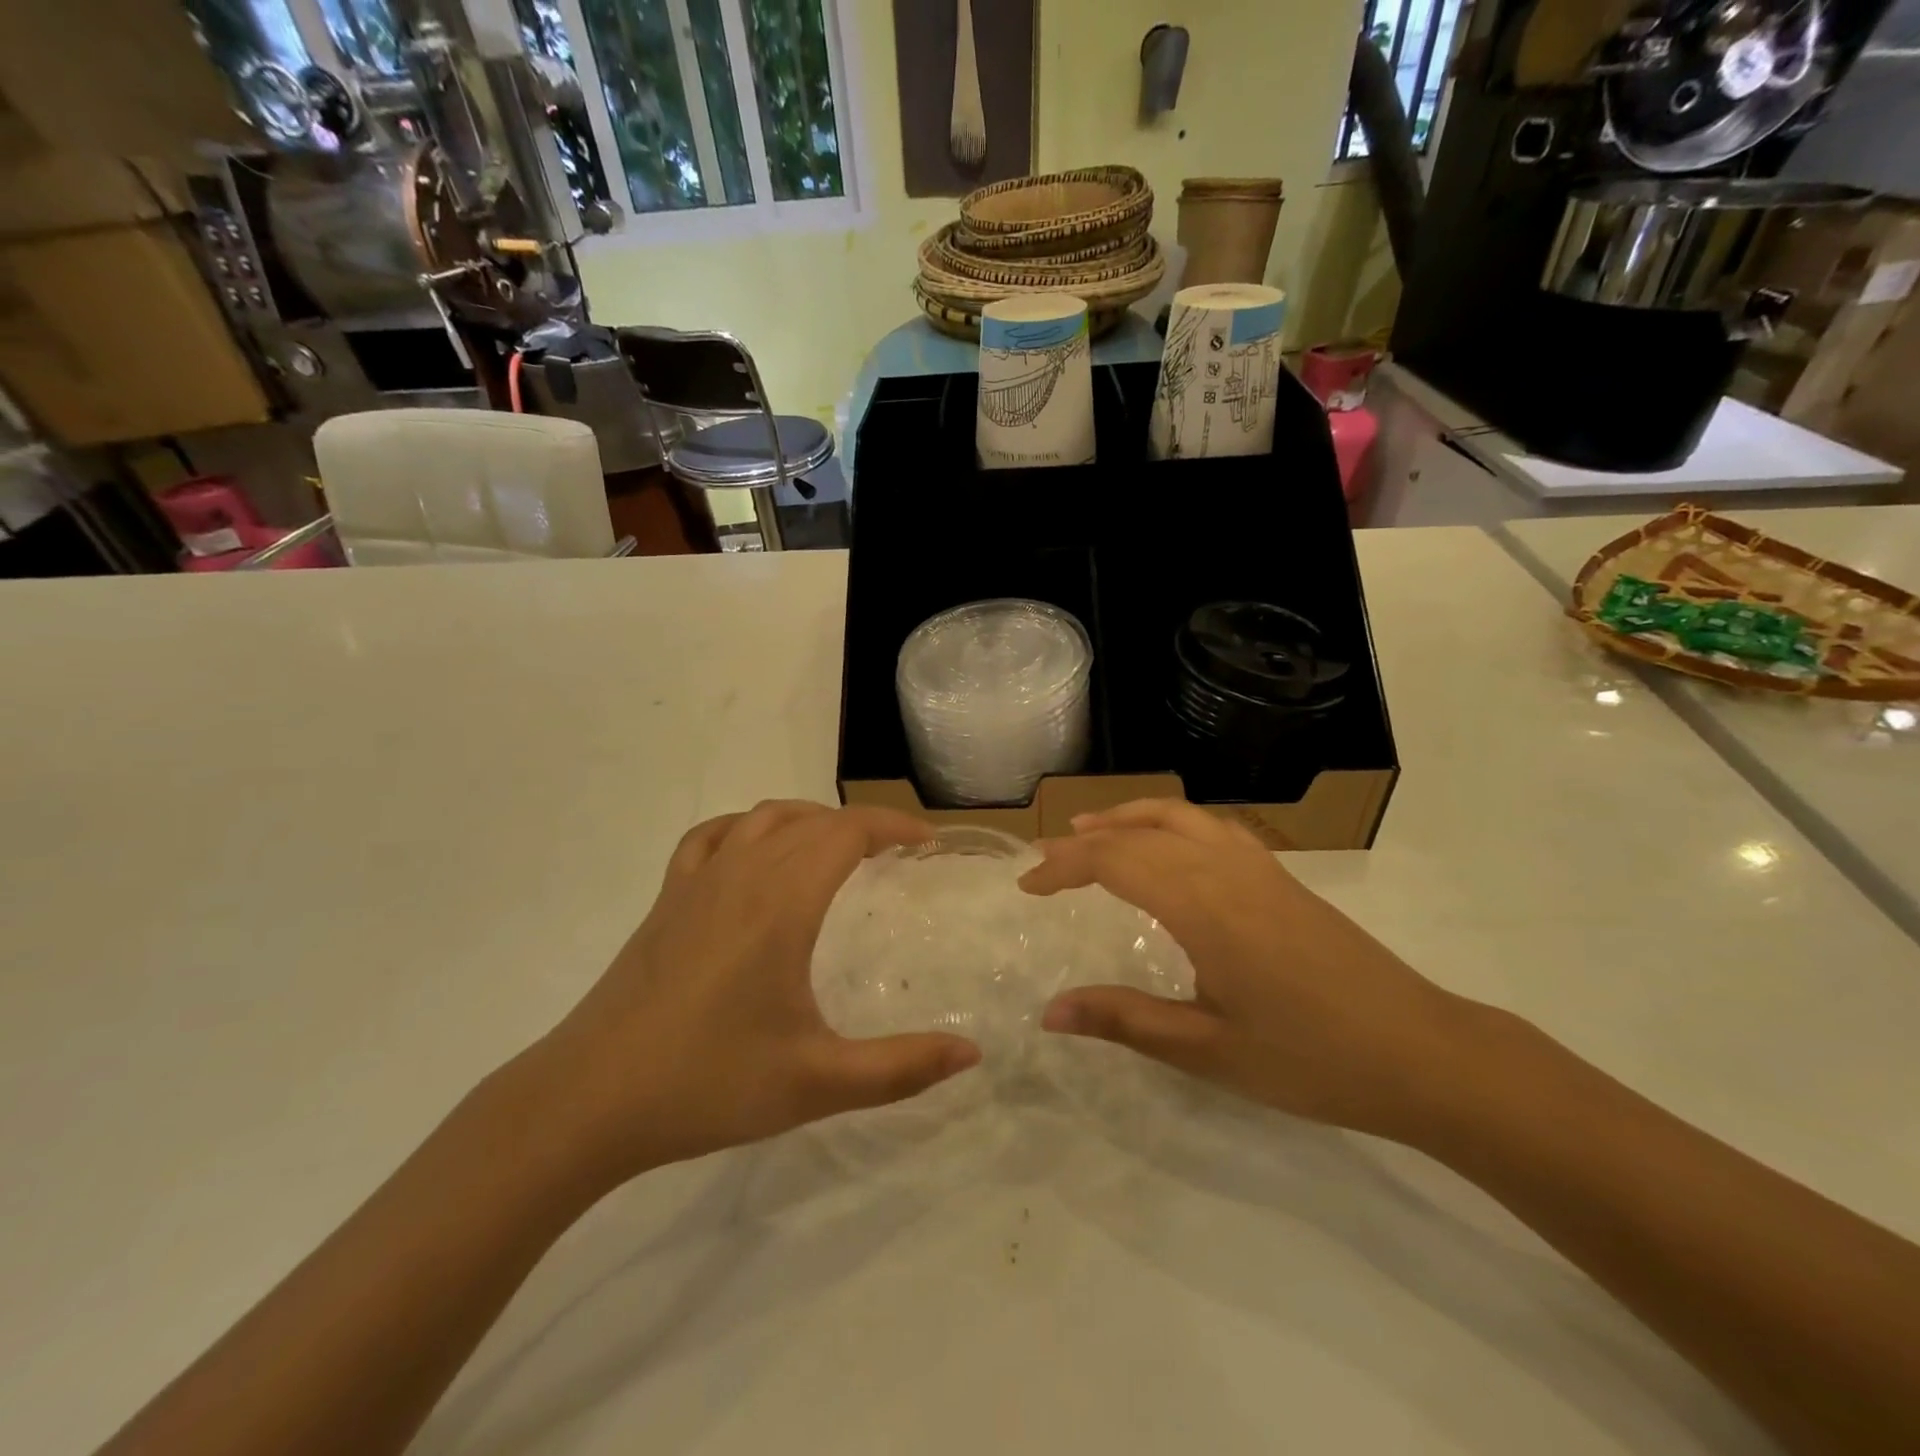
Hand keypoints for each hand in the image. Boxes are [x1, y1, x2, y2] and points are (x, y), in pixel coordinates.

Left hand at [527, 802, 980, 1186]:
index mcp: (781, 903)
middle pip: (812, 821)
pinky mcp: (666, 899)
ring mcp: (697, 882)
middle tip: (897, 855)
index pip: (847, 831)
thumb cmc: (706, 1084)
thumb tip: (971, 1053)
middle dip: (862, 825)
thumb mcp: (816, 1084)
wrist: (587, 1100)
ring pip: (763, 819)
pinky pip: (713, 837)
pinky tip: (755, 853)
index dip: (893, 824)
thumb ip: (900, 1068)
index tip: (926, 842)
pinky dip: (748, 828)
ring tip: (839, 849)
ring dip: (811, 820)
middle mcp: (741, 874)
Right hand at [1019, 799, 1475, 1138]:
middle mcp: (1227, 869)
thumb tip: (1050, 1012)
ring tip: (1092, 831)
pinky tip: (1167, 848)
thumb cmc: (1312, 1059)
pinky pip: (1212, 828)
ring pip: (1179, 816)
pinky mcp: (1282, 877)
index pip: (1115, 861)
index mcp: (1203, 906)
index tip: (1027, 886)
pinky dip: (1171, 823)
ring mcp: (1259, 867)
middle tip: (1045, 860)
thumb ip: (1125, 1020)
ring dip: (1128, 818)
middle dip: (1085, 841)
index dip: (1063, 867)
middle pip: (1140, 831)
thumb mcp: (1208, 1050)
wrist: (1423, 1053)